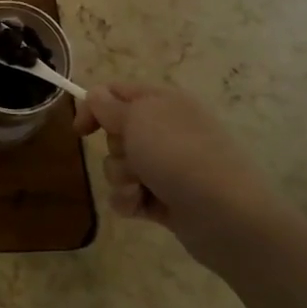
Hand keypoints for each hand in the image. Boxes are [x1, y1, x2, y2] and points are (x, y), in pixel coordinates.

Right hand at [74, 83, 283, 266]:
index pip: (117, 93)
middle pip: (116, 132)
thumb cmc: (178, 155)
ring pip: (120, 166)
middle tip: (132, 156)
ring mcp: (168, 167)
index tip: (81, 130)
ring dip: (121, 178)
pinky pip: (130, 195)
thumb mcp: (137, 118)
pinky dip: (130, 201)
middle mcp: (166, 131)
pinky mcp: (166, 199)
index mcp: (164, 102)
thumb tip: (96, 95)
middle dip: (115, 148)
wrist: (225, 215)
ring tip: (141, 187)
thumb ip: (108, 106)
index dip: (94, 107)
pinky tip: (141, 207)